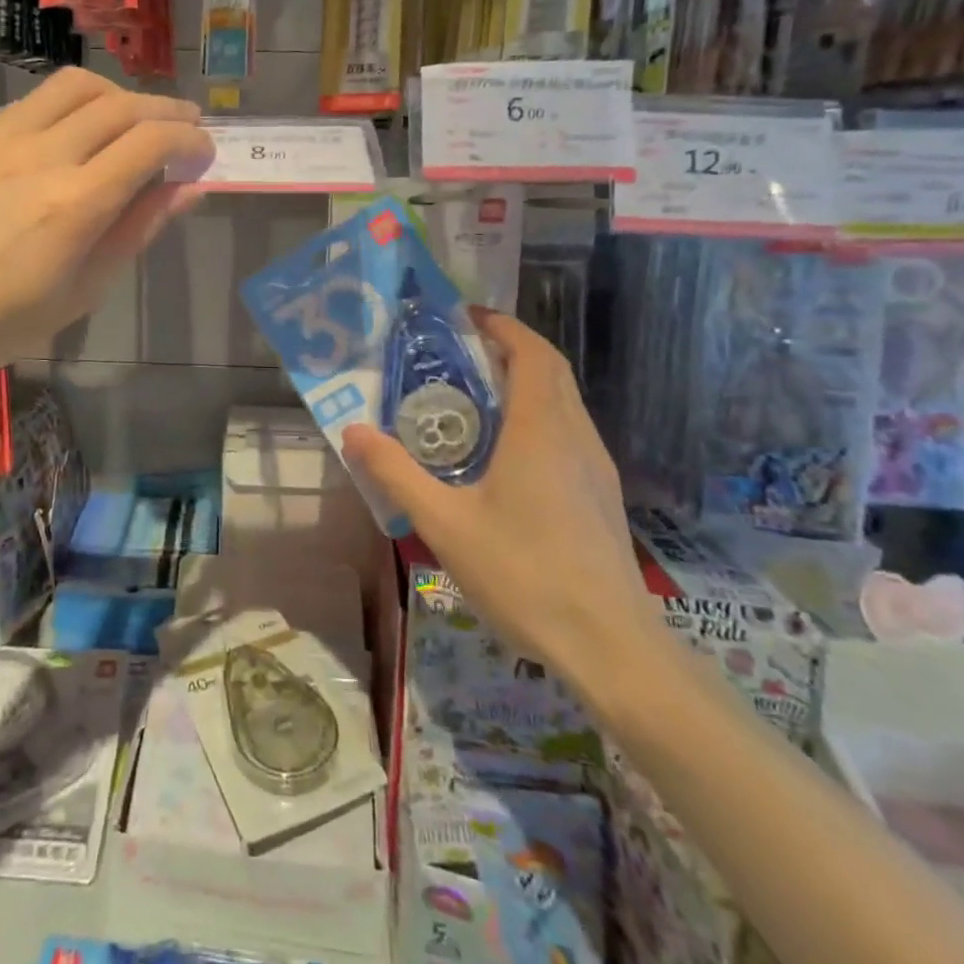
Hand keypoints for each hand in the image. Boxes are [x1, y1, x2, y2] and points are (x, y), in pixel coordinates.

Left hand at [0, 68, 212, 404]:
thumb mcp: (79, 292)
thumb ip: (135, 231)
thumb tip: (186, 190)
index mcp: (75, 202)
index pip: (151, 141)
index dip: (190, 140)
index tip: (204, 154)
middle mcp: (40, 154)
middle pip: (120, 103)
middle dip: (166, 109)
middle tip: (186, 127)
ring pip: (74, 87)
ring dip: (118, 95)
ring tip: (133, 120)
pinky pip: (31, 104)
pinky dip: (69, 108)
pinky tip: (70, 137)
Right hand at [342, 310, 662, 687]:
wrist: (611, 646)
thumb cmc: (525, 574)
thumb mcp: (445, 524)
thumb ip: (397, 474)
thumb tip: (352, 431)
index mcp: (541, 430)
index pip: (531, 353)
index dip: (502, 326)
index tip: (465, 317)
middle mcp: (574, 435)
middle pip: (549, 370)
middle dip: (509, 348)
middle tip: (459, 352)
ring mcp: (594, 466)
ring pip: (562, 401)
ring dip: (524, 382)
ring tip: (473, 397)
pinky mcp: (599, 494)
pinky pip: (566, 431)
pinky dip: (536, 416)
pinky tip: (503, 454)